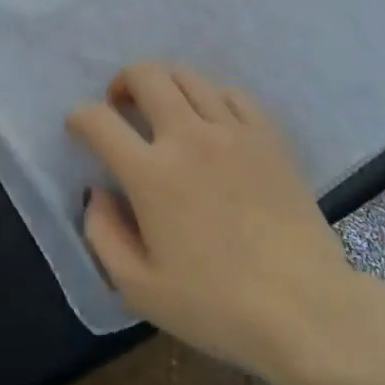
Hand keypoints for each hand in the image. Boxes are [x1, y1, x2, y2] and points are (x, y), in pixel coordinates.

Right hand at [68, 63, 351, 377]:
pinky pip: (232, 92)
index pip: (99, 120)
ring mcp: (233, 130)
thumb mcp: (139, 288)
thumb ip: (103, 234)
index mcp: (151, 174)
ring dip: (164, 84)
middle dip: (121, 83)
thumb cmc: (216, 306)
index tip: (79, 129)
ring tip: (163, 110)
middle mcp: (189, 137)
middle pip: (146, 75)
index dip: (79, 117)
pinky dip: (210, 96)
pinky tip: (211, 120)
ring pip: (188, 76)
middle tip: (121, 107)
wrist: (305, 309)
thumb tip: (97, 192)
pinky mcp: (269, 135)